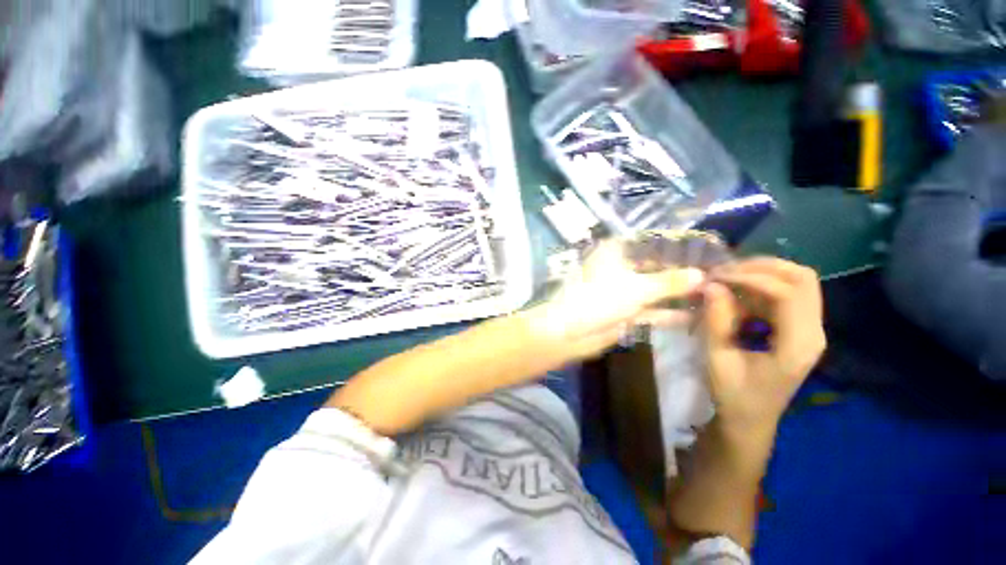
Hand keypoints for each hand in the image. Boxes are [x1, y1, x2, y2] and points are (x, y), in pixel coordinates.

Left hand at [534, 239, 704, 360]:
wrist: (570, 331)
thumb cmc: (599, 299)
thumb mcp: (638, 288)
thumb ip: (670, 282)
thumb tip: (701, 275)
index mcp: (616, 252)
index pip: (652, 243)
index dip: (678, 247)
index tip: (707, 250)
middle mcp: (620, 267)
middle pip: (655, 267)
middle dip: (682, 273)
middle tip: (717, 275)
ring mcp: (621, 290)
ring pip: (654, 289)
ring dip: (678, 293)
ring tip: (712, 294)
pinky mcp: (624, 311)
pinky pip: (650, 309)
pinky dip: (668, 313)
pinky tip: (694, 315)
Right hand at [703, 258, 825, 435]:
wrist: (750, 419)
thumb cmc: (734, 395)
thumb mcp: (718, 359)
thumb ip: (716, 320)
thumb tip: (711, 285)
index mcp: (798, 344)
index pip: (788, 292)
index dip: (750, 278)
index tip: (715, 278)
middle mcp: (812, 331)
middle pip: (802, 278)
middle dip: (761, 266)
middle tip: (724, 270)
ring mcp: (808, 328)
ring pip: (795, 282)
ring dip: (760, 274)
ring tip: (725, 278)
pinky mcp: (797, 328)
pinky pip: (784, 294)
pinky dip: (758, 287)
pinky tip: (734, 294)